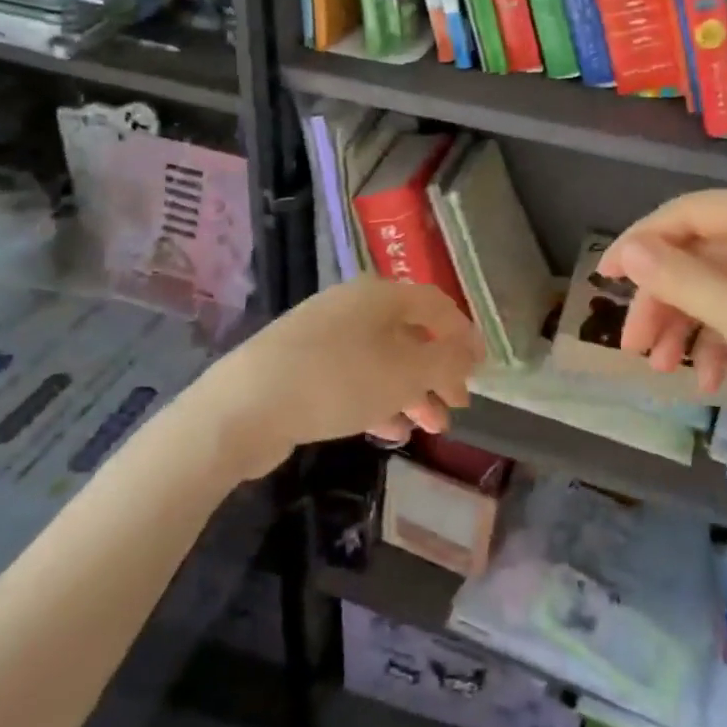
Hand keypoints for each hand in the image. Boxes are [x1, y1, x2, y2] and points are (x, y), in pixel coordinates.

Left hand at [191, 276, 482, 479]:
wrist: (245, 406)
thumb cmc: (338, 380)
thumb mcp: (405, 371)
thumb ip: (446, 360)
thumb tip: (471, 350)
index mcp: (380, 295)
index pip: (434, 304)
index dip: (462, 334)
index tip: (481, 368)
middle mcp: (352, 307)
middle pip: (408, 334)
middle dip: (437, 371)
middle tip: (456, 405)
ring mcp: (323, 336)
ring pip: (381, 360)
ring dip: (411, 391)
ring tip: (430, 428)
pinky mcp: (301, 366)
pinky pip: (353, 378)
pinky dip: (377, 400)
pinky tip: (389, 432)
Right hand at [598, 191, 726, 470]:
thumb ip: (680, 278)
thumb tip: (626, 250)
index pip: (690, 213)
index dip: (641, 241)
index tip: (604, 278)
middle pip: (700, 256)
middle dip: (664, 301)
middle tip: (633, 345)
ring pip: (716, 290)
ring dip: (685, 327)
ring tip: (662, 370)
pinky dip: (719, 344)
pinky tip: (711, 381)